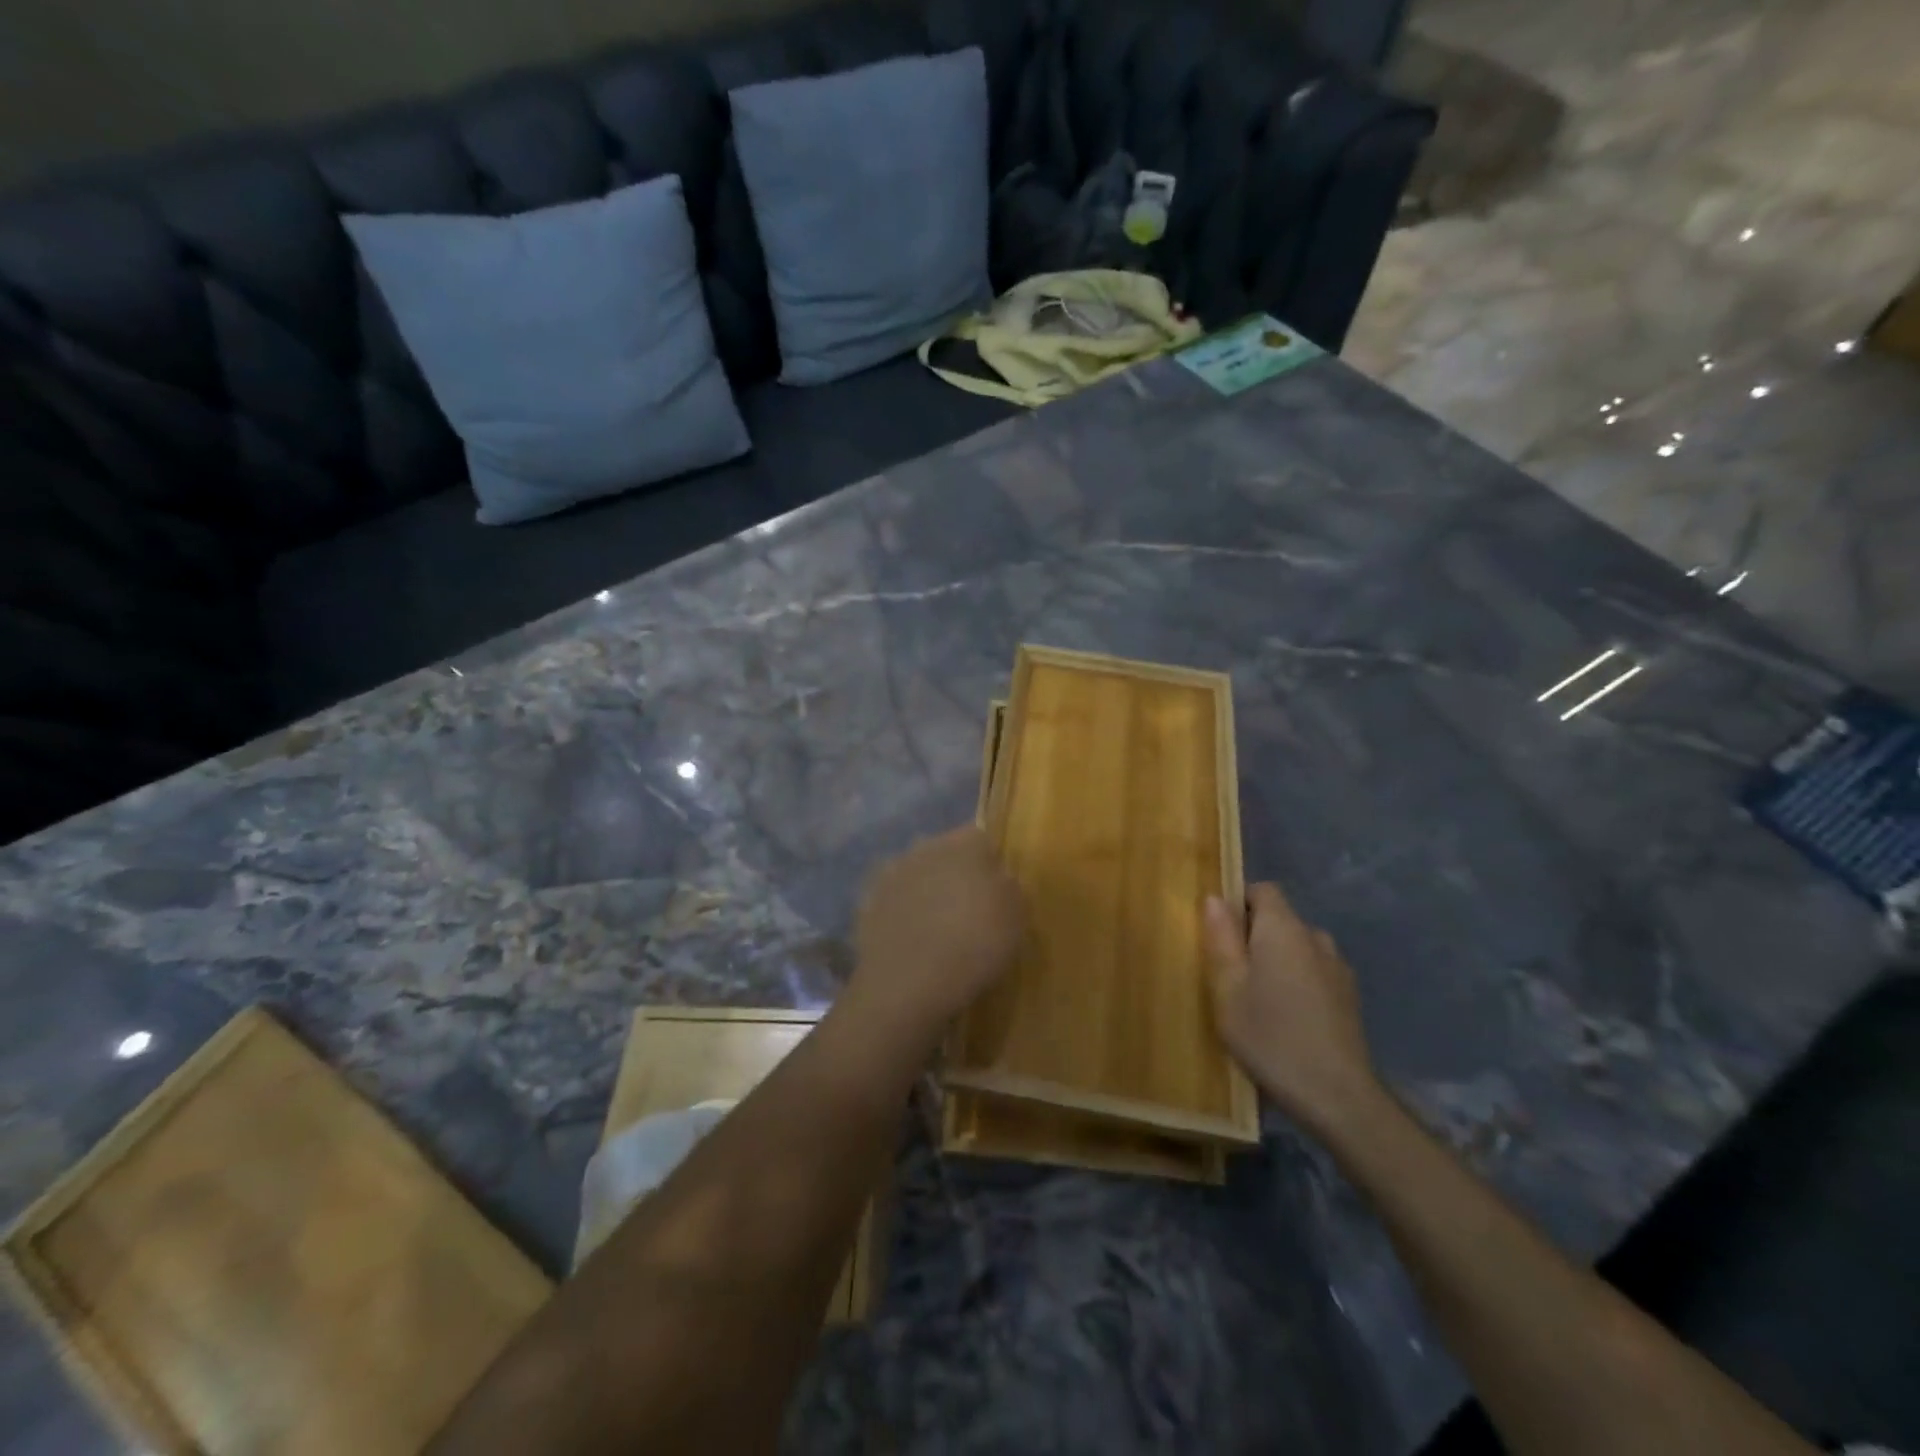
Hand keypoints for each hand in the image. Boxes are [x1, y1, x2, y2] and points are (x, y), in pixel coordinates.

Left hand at [847, 826, 1024, 1043]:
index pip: (981, 839)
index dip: (990, 863)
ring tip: (940, 929)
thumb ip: (1009, 888)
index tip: (997, 891)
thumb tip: (999, 879)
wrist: (908, 982)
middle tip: (969, 908)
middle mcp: (925, 848)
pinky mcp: (868, 903)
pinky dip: (904, 914)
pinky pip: (895, 901)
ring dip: (927, 892)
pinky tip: (914, 941)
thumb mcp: (1016, 918)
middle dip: (956, 874)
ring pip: (918, 875)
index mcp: (963, 844)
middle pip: (946, 853)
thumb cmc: (974, 944)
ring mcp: (891, 874)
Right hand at [1204, 883, 1382, 1137]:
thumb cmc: (1271, 1036)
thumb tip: (1215, 898)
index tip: (1220, 936)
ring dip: (1278, 962)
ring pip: (1298, 949)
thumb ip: (1221, 938)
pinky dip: (1298, 984)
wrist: (1338, 1097)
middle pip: (1279, 920)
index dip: (1238, 903)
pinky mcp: (1350, 997)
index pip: (1263, 890)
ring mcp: (1338, 968)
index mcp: (1283, 929)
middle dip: (1254, 937)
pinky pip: (1314, 973)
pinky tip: (1288, 1021)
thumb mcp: (1228, 989)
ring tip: (1260, 1002)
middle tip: (1231, 976)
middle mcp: (1316, 937)